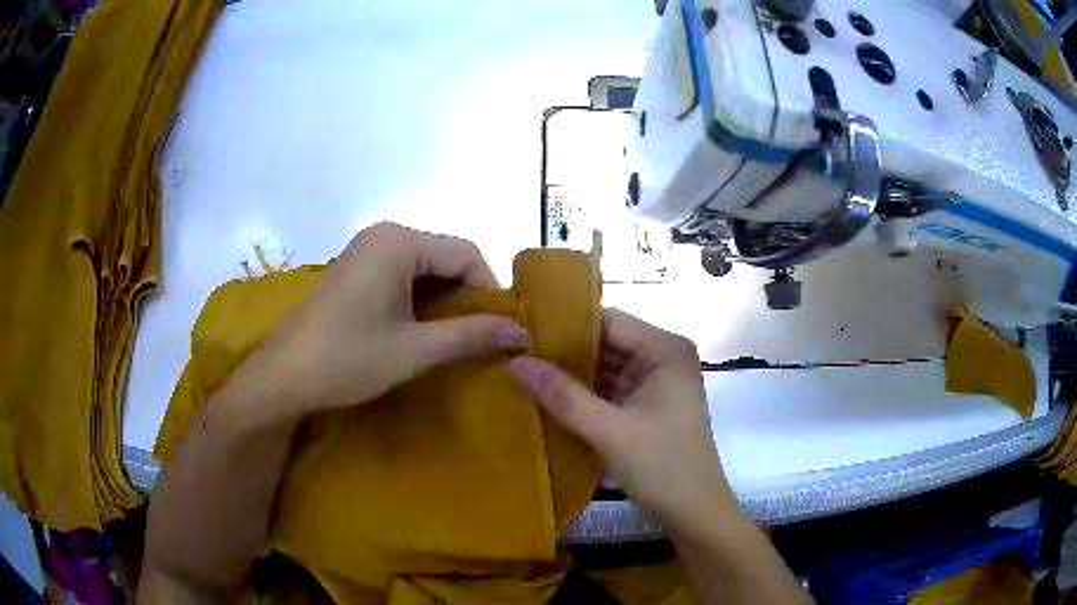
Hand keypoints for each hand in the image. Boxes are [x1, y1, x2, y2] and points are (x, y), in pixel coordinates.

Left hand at [252, 222, 529, 419]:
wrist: (283, 377)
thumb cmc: (348, 359)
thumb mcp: (415, 350)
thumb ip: (472, 335)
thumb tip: (523, 334)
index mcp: (399, 242)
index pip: (467, 253)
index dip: (490, 290)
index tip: (502, 329)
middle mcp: (384, 235)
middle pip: (445, 257)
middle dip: (466, 296)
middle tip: (481, 338)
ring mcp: (365, 251)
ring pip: (424, 268)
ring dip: (443, 301)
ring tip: (455, 339)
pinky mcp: (354, 270)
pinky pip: (401, 276)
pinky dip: (419, 300)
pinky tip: (421, 330)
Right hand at [509, 309, 734, 528]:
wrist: (695, 514)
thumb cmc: (664, 468)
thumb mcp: (610, 432)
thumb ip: (563, 396)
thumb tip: (515, 362)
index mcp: (665, 349)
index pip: (608, 320)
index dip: (564, 323)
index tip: (521, 330)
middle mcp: (663, 356)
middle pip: (606, 341)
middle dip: (564, 350)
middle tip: (514, 351)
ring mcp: (656, 381)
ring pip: (605, 366)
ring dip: (571, 372)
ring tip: (522, 369)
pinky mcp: (648, 404)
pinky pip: (610, 388)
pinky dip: (584, 393)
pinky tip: (548, 395)